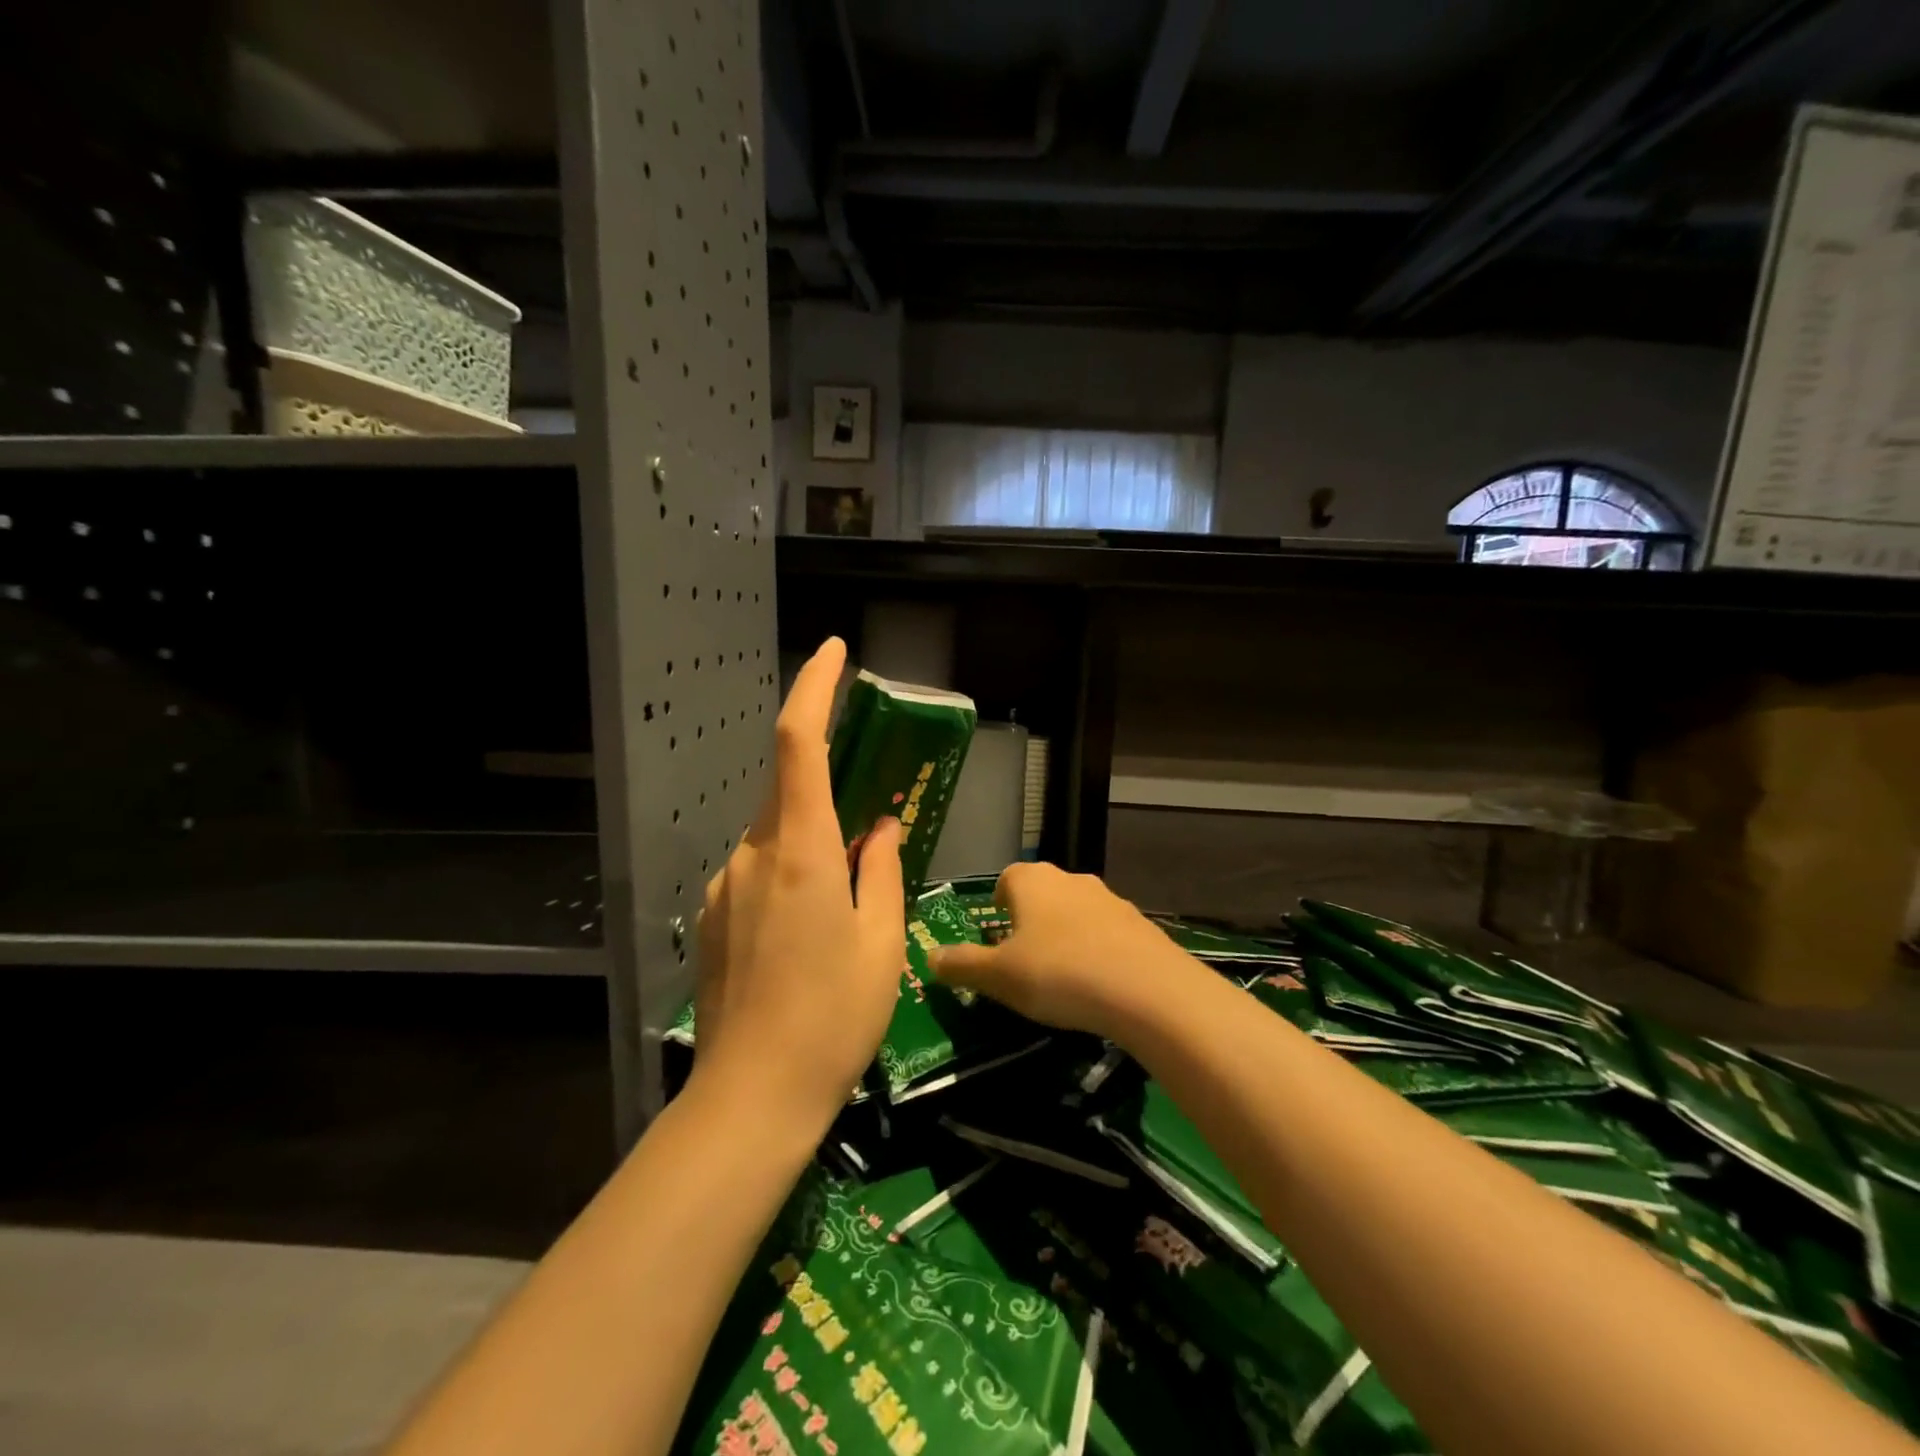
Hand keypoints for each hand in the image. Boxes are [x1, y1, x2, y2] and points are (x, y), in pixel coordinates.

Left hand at [692, 637, 904, 1132]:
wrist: (752, 1097)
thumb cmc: (834, 1016)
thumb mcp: (881, 940)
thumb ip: (880, 869)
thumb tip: (879, 827)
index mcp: (801, 851)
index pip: (800, 743)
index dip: (815, 687)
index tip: (834, 651)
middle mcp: (752, 854)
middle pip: (790, 793)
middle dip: (829, 792)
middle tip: (869, 833)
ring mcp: (724, 886)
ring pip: (775, 838)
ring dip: (811, 847)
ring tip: (843, 910)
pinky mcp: (711, 917)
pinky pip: (757, 873)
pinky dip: (788, 878)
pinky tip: (806, 936)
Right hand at [930, 862, 1199, 1041]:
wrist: (1146, 988)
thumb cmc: (1058, 973)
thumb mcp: (998, 976)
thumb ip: (962, 965)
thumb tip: (929, 957)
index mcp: (1032, 881)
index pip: (1006, 879)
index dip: (998, 904)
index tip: (996, 934)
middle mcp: (1070, 878)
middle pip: (1042, 893)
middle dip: (1030, 921)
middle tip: (1023, 960)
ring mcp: (1109, 898)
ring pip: (1075, 911)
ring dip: (1065, 934)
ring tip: (1062, 976)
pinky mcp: (1139, 923)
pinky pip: (1106, 932)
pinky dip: (1097, 950)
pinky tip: (1098, 985)